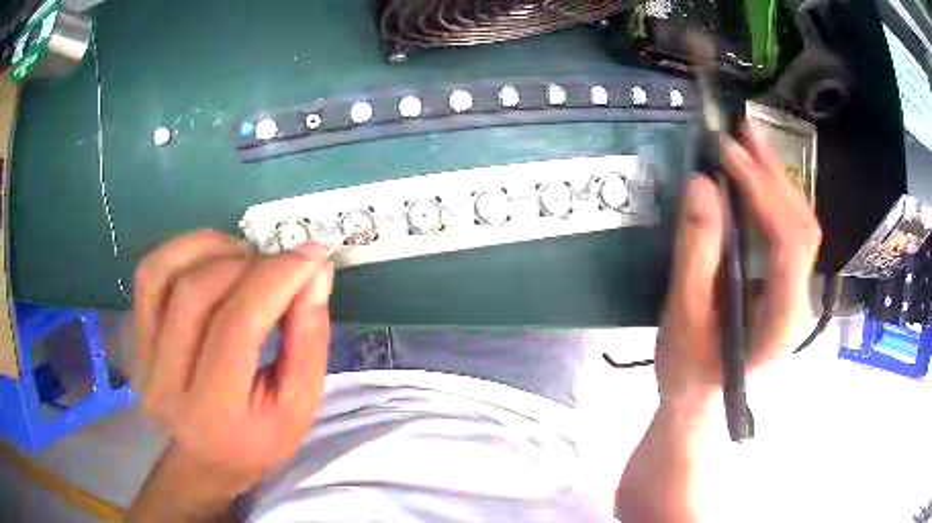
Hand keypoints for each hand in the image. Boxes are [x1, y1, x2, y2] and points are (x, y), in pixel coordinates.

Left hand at [134, 230, 333, 494]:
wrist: (206, 458)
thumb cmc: (259, 439)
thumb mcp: (300, 406)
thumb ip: (309, 341)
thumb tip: (314, 272)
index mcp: (214, 411)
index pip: (235, 327)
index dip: (275, 279)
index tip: (311, 256)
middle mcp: (165, 381)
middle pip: (197, 293)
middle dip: (249, 265)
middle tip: (281, 265)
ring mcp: (142, 356)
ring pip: (165, 272)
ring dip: (213, 249)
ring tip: (246, 258)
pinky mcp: (134, 336)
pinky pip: (149, 274)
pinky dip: (183, 250)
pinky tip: (213, 259)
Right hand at [655, 124, 820, 411]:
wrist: (699, 400)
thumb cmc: (688, 370)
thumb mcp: (682, 316)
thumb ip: (696, 253)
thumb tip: (701, 185)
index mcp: (780, 320)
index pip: (786, 244)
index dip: (762, 194)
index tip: (727, 155)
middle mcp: (799, 302)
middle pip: (802, 228)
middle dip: (774, 176)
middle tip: (743, 133)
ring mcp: (796, 292)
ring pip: (801, 226)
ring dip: (778, 180)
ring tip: (750, 142)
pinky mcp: (785, 284)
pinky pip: (790, 233)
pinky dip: (775, 198)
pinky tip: (758, 176)